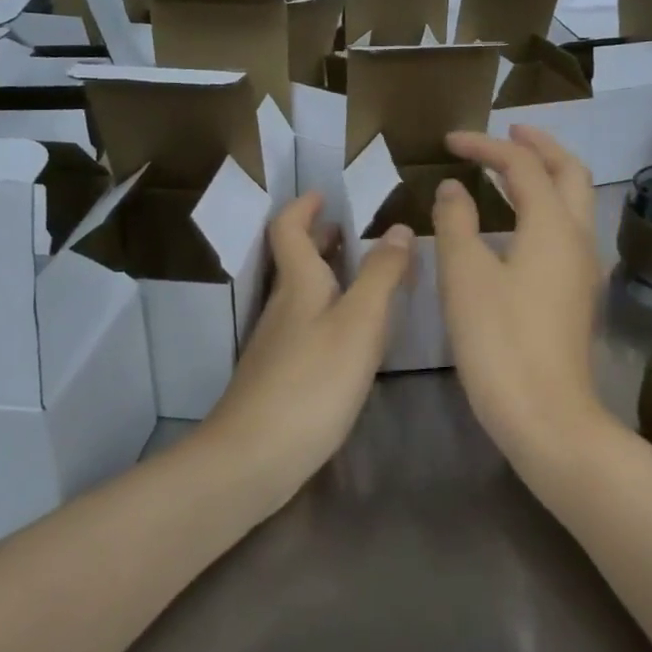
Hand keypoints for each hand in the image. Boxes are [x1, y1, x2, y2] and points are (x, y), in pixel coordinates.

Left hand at [208, 192, 412, 498]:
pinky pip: (306, 325)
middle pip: (294, 259)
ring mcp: (277, 343)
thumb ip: (381, 275)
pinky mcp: (280, 375)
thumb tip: (397, 228)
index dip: (304, 207)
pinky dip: (328, 310)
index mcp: (299, 284)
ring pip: (301, 293)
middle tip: (350, 228)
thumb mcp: (359, 323)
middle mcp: (283, 307)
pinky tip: (350, 333)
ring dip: (326, 273)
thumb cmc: (312, 382)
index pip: (289, 229)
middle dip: (318, 237)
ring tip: (362, 274)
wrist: (255, 456)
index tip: (325, 194)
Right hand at [433, 127, 612, 471]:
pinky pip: (567, 231)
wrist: (546, 415)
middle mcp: (578, 238)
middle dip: (538, 145)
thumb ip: (456, 222)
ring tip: (511, 170)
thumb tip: (453, 188)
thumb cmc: (499, 340)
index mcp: (552, 225)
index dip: (485, 146)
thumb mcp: (464, 275)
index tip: (449, 142)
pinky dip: (545, 208)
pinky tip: (519, 224)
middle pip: (569, 172)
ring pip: (575, 202)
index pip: (522, 165)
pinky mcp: (577, 294)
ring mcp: (583, 268)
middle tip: (506, 133)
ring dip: (547, 175)